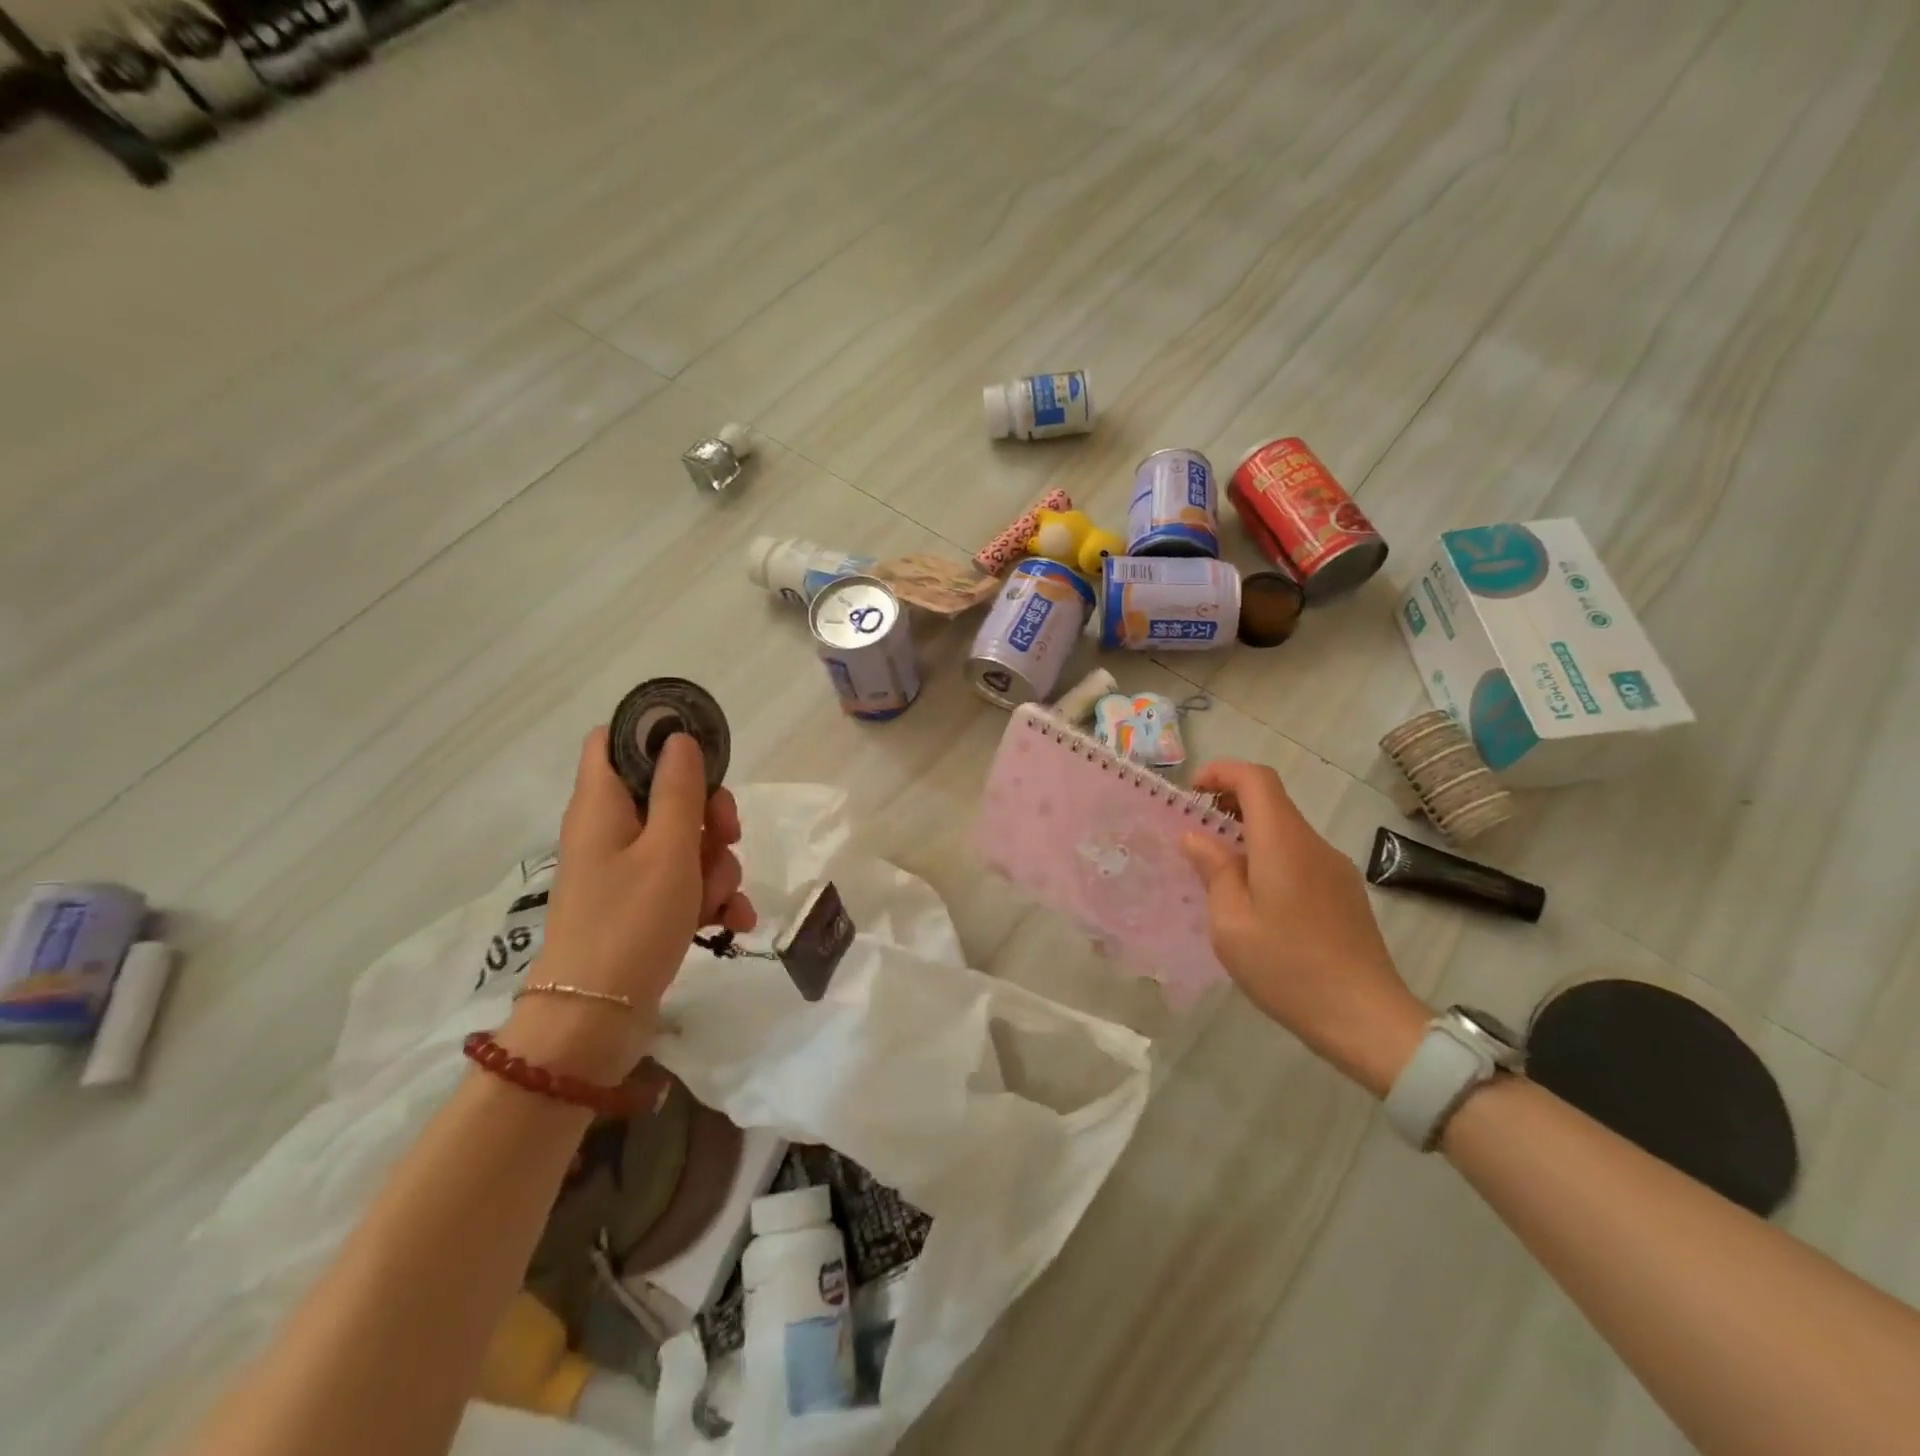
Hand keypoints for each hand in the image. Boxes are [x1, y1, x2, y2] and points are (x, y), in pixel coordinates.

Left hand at [501, 728, 755, 1081]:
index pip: (613, 740)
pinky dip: (711, 897)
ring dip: (716, 865)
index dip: (655, 735)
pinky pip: (686, 882)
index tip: (701, 753)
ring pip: (686, 841)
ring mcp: (626, 871)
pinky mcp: (642, 906)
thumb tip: (679, 738)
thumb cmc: (631, 922)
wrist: (596, 1021)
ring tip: (719, 899)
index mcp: (603, 805)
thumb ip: (680, 788)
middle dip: (709, 813)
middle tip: (726, 835)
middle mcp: (610, 831)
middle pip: (667, 793)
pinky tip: (732, 922)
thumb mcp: (668, 848)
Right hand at [1180, 759, 1427, 1097]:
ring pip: (1286, 831)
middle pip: (1272, 801)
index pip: (1256, 779)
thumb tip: (1197, 837)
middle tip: (1196, 833)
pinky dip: (1269, 856)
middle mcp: (1313, 845)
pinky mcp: (1344, 892)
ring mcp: (1335, 869)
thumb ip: (1214, 871)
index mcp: (1283, 844)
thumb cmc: (1287, 968)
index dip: (1221, 772)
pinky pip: (1300, 857)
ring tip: (1218, 871)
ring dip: (1249, 834)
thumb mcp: (1231, 924)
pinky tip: (1255, 899)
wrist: (1366, 1019)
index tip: (1192, 792)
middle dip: (1229, 803)